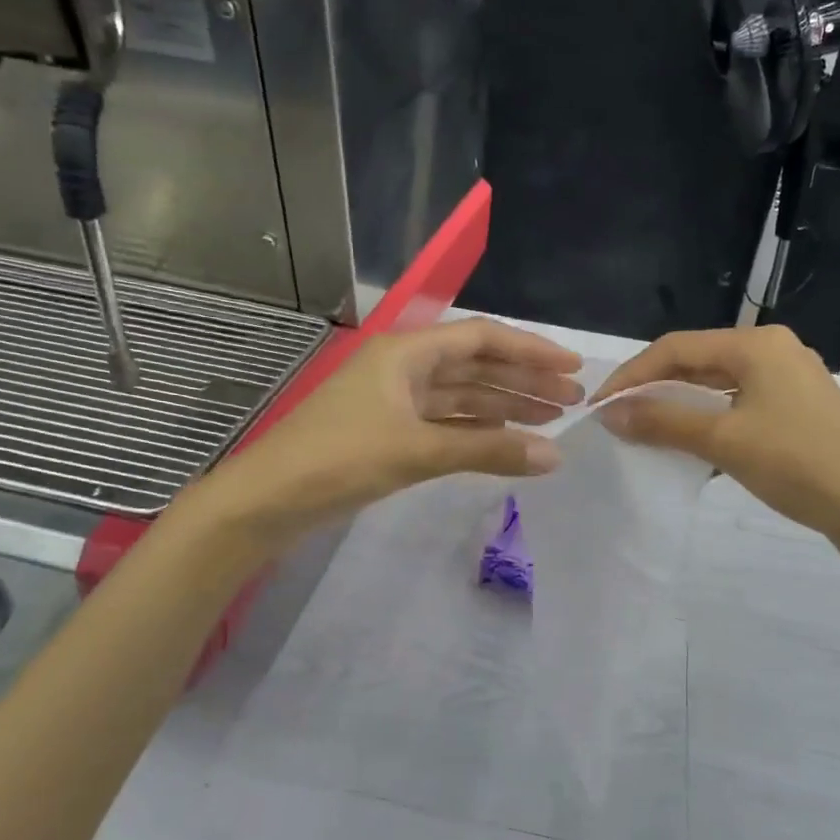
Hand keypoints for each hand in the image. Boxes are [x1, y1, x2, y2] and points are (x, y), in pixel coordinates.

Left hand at [202, 318, 583, 543]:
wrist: (266, 501)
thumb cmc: (338, 459)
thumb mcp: (417, 451)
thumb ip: (488, 451)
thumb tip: (554, 456)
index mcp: (407, 352)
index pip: (482, 339)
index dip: (530, 350)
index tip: (572, 367)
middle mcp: (404, 367)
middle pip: (476, 365)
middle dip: (524, 380)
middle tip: (573, 400)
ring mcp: (397, 401)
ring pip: (463, 396)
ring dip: (506, 406)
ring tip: (552, 420)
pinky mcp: (391, 432)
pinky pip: (447, 423)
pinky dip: (478, 432)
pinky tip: (509, 442)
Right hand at [593, 325, 839, 562]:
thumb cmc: (799, 465)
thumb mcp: (724, 441)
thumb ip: (664, 421)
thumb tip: (611, 413)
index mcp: (757, 344)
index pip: (677, 347)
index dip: (633, 374)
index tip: (601, 406)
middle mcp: (775, 351)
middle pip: (699, 361)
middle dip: (657, 389)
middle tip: (621, 419)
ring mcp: (792, 381)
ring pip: (720, 385)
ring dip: (682, 406)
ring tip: (649, 433)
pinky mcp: (801, 410)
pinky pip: (742, 405)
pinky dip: (711, 421)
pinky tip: (693, 447)